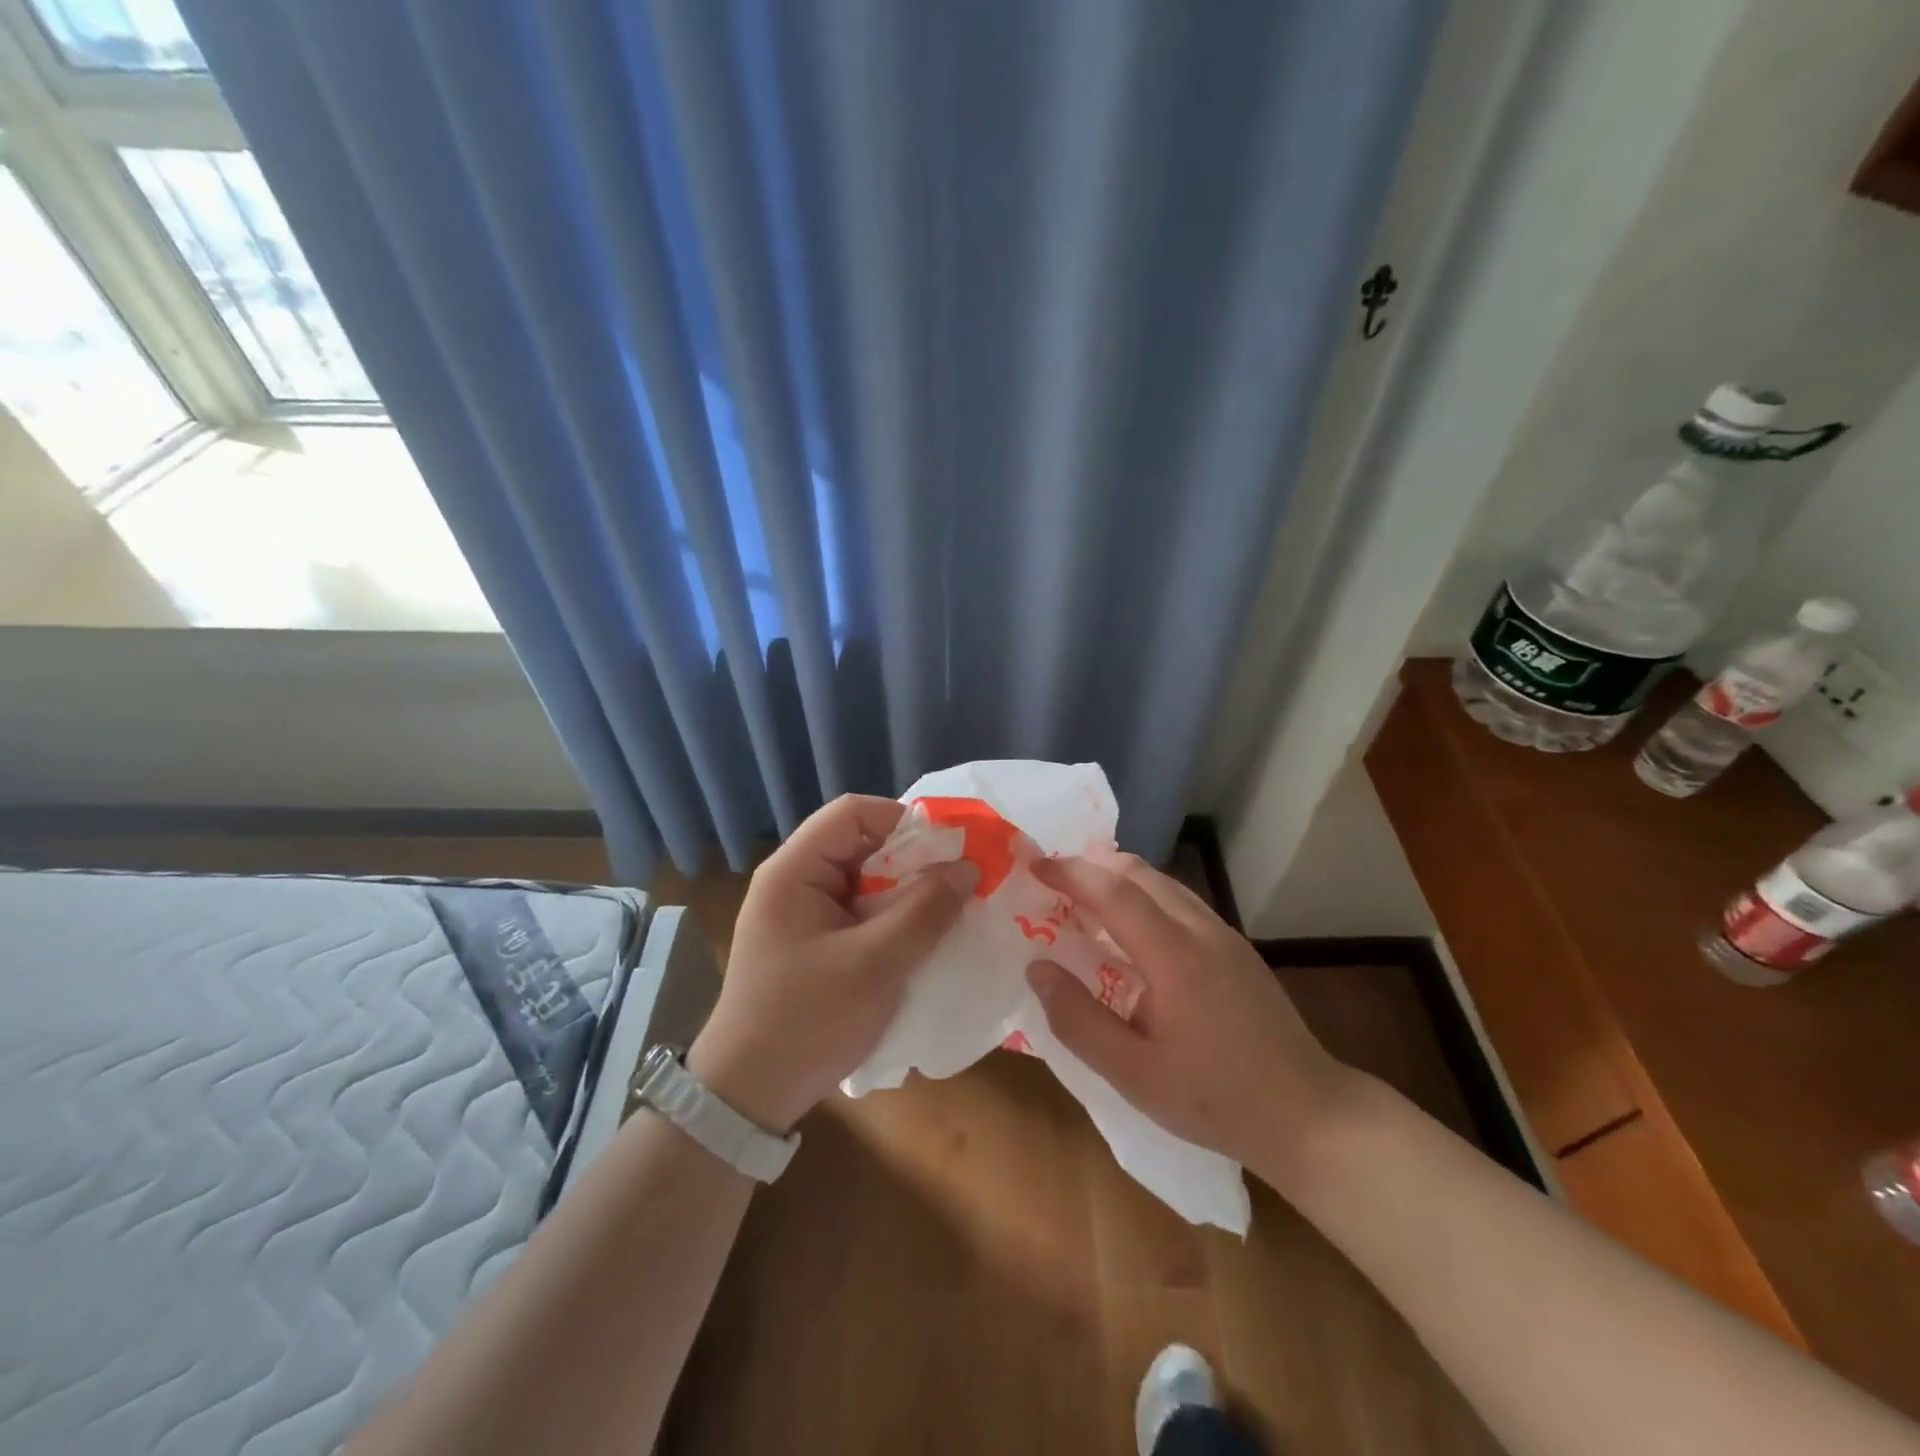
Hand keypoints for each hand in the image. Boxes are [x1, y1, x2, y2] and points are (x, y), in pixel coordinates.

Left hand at [687, 795, 969, 1134]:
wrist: (749, 1096)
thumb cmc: (808, 1021)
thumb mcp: (876, 964)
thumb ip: (925, 910)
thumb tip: (968, 867)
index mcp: (794, 871)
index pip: (853, 813)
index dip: (903, 821)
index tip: (950, 849)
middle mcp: (794, 881)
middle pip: (860, 845)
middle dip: (912, 861)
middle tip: (958, 884)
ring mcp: (802, 914)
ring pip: (865, 881)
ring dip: (906, 894)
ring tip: (948, 911)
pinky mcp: (812, 943)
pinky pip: (859, 913)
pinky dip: (891, 919)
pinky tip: (920, 940)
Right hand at [1025, 855, 1350, 1177]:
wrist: (1307, 1113)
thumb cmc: (1213, 1098)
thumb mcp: (1132, 1074)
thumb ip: (1078, 1020)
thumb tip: (1038, 969)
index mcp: (1174, 956)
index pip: (1114, 892)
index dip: (1070, 873)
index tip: (1034, 864)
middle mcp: (1201, 930)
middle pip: (1140, 873)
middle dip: (1093, 865)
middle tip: (1054, 876)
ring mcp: (1225, 936)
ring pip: (1164, 884)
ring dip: (1120, 878)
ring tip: (1085, 896)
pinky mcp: (1237, 948)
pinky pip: (1181, 902)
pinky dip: (1145, 896)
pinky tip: (1133, 928)